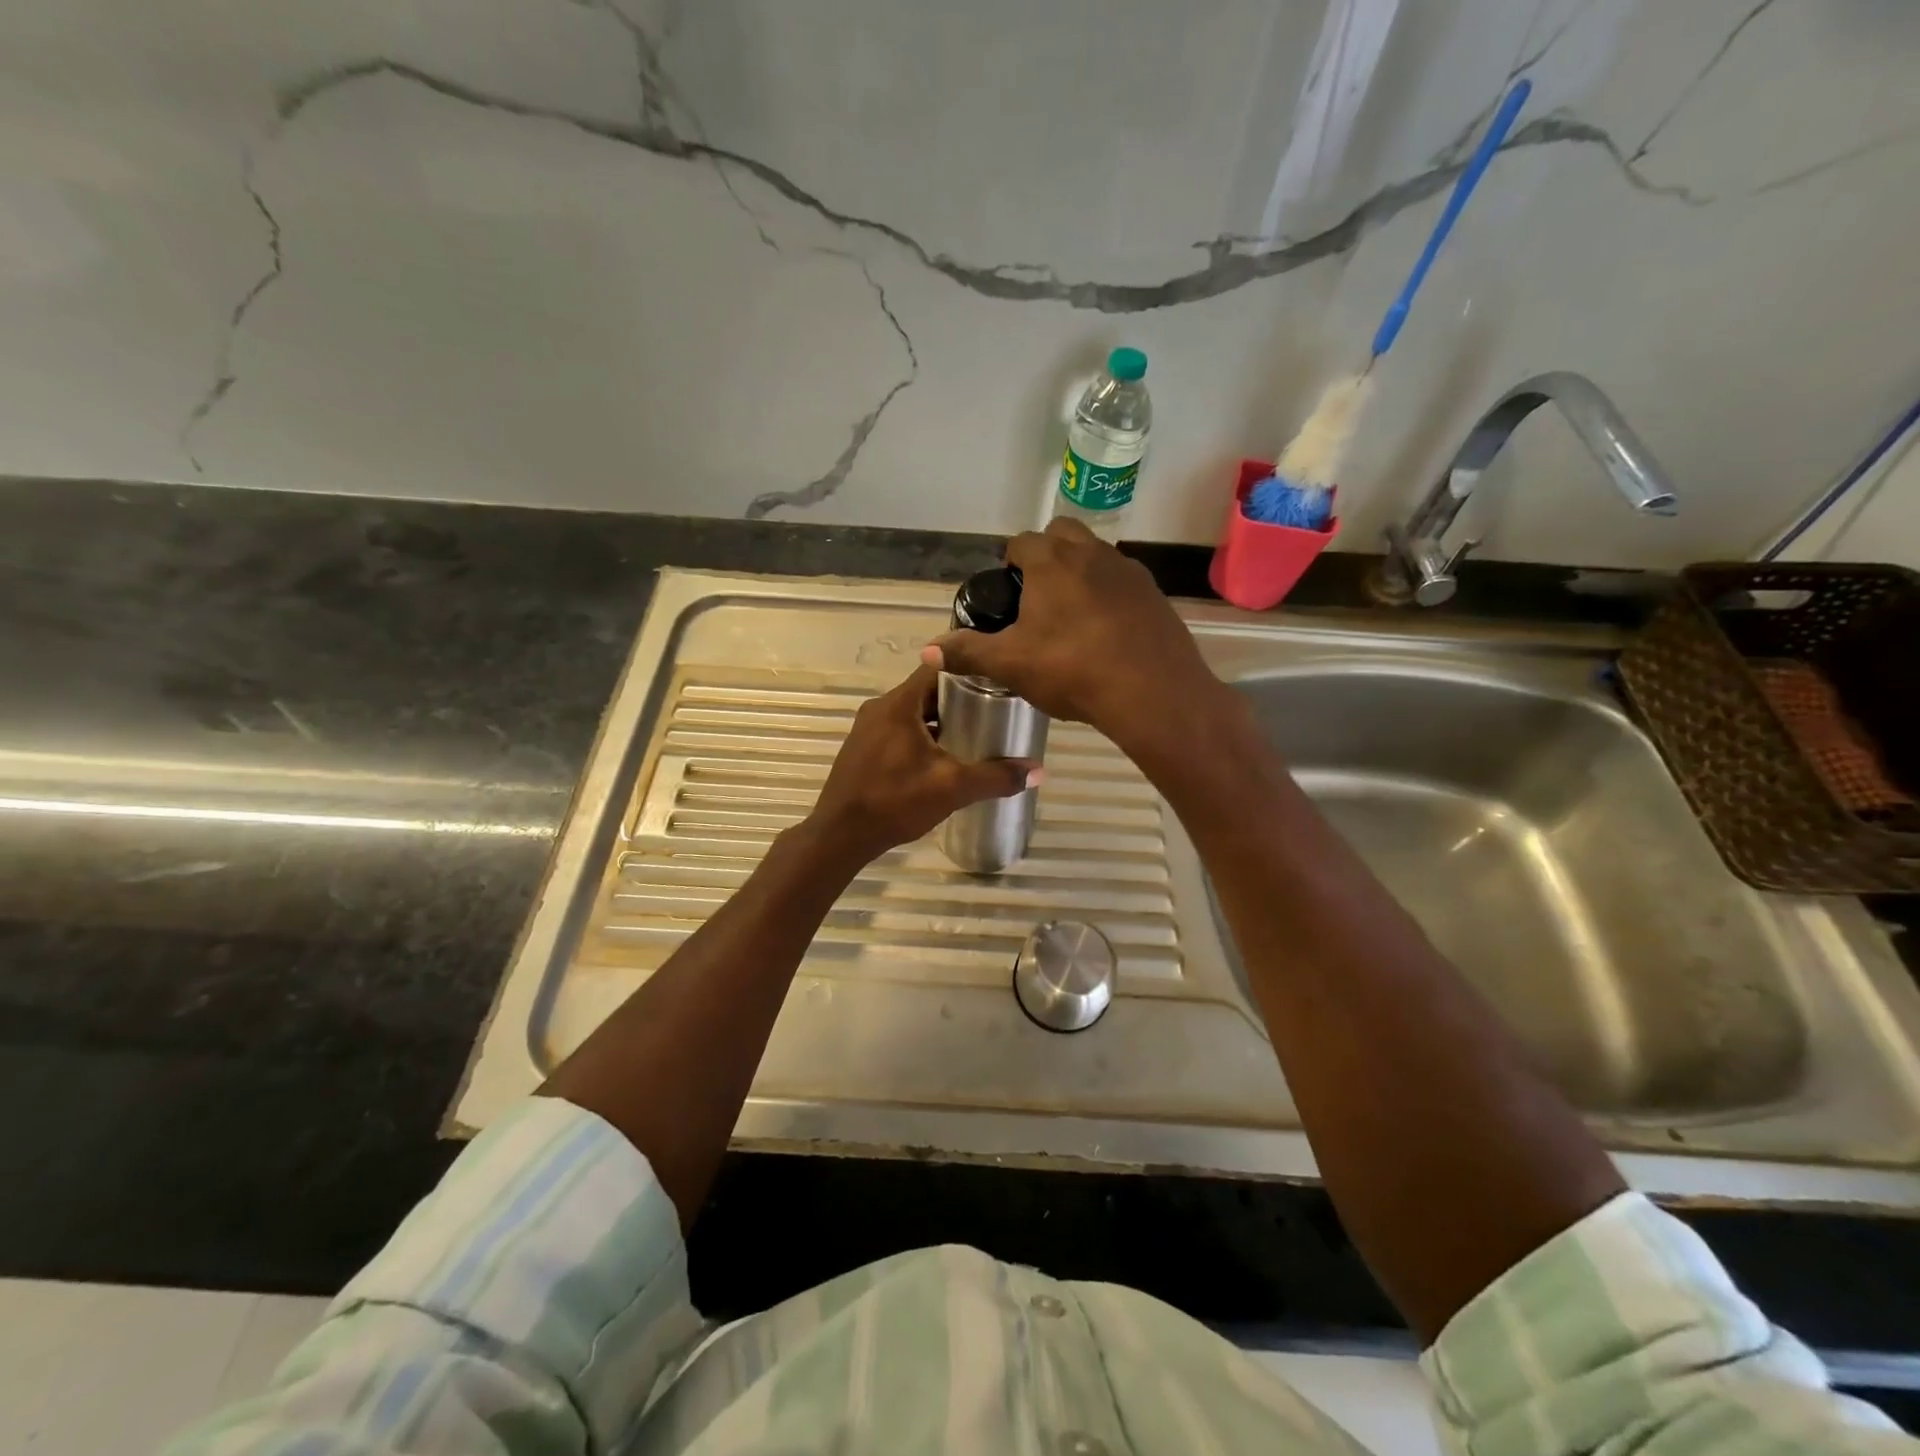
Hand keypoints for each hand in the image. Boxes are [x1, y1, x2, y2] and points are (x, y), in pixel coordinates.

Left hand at [804, 662, 1038, 865]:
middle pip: (927, 691)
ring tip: (974, 735)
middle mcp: (880, 708)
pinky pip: (899, 731)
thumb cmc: (895, 802)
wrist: (840, 836)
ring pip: (913, 713)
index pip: (938, 667)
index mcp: (899, 704)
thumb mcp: (952, 788)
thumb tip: (1039, 771)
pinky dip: (922, 737)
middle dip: (959, 700)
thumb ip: (996, 777)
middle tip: (993, 712)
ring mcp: (867, 729)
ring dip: (940, 721)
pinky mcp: (863, 749)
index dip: (968, 669)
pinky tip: (942, 759)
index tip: (997, 680)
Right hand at [922, 518, 1223, 751]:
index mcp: (1052, 562)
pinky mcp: (1155, 594)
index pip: (1022, 542)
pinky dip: (1110, 595)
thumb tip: (927, 651)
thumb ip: (968, 653)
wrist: (1152, 691)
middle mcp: (1092, 553)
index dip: (1010, 562)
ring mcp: (1129, 571)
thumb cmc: (1073, 670)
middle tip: (1037, 597)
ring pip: (1097, 556)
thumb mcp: (1011, 664)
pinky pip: (1124, 583)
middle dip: (1047, 554)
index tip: (1007, 591)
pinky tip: (1106, 632)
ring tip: (1072, 616)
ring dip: (1080, 572)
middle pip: (1063, 534)